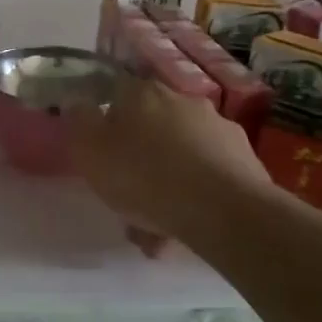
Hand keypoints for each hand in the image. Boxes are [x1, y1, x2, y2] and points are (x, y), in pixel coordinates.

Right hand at [69, 76, 270, 244]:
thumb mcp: (91, 152)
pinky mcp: (243, 158)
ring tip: (155, 228)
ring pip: (178, 155)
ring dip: (165, 184)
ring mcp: (217, 127)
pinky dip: (193, 196)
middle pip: (150, 128)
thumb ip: (80, 123)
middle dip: (137, 160)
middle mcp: (182, 101)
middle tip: (126, 197)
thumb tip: (77, 103)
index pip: (115, 94)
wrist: (224, 210)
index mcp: (141, 93)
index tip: (100, 155)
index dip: (105, 124)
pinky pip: (206, 175)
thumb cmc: (145, 177)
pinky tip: (184, 228)